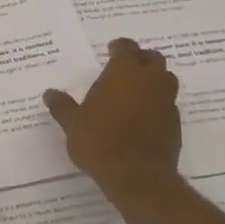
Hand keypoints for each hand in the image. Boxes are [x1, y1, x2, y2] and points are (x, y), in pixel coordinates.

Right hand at [44, 37, 182, 198]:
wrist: (137, 176)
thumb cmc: (100, 141)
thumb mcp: (73, 123)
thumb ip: (62, 106)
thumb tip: (49, 94)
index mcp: (125, 71)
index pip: (126, 47)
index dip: (119, 47)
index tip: (111, 50)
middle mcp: (150, 80)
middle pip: (152, 58)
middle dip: (141, 60)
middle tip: (126, 69)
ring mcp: (167, 101)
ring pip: (166, 80)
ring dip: (154, 80)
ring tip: (136, 91)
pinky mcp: (175, 124)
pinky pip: (168, 105)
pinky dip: (158, 105)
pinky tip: (143, 117)